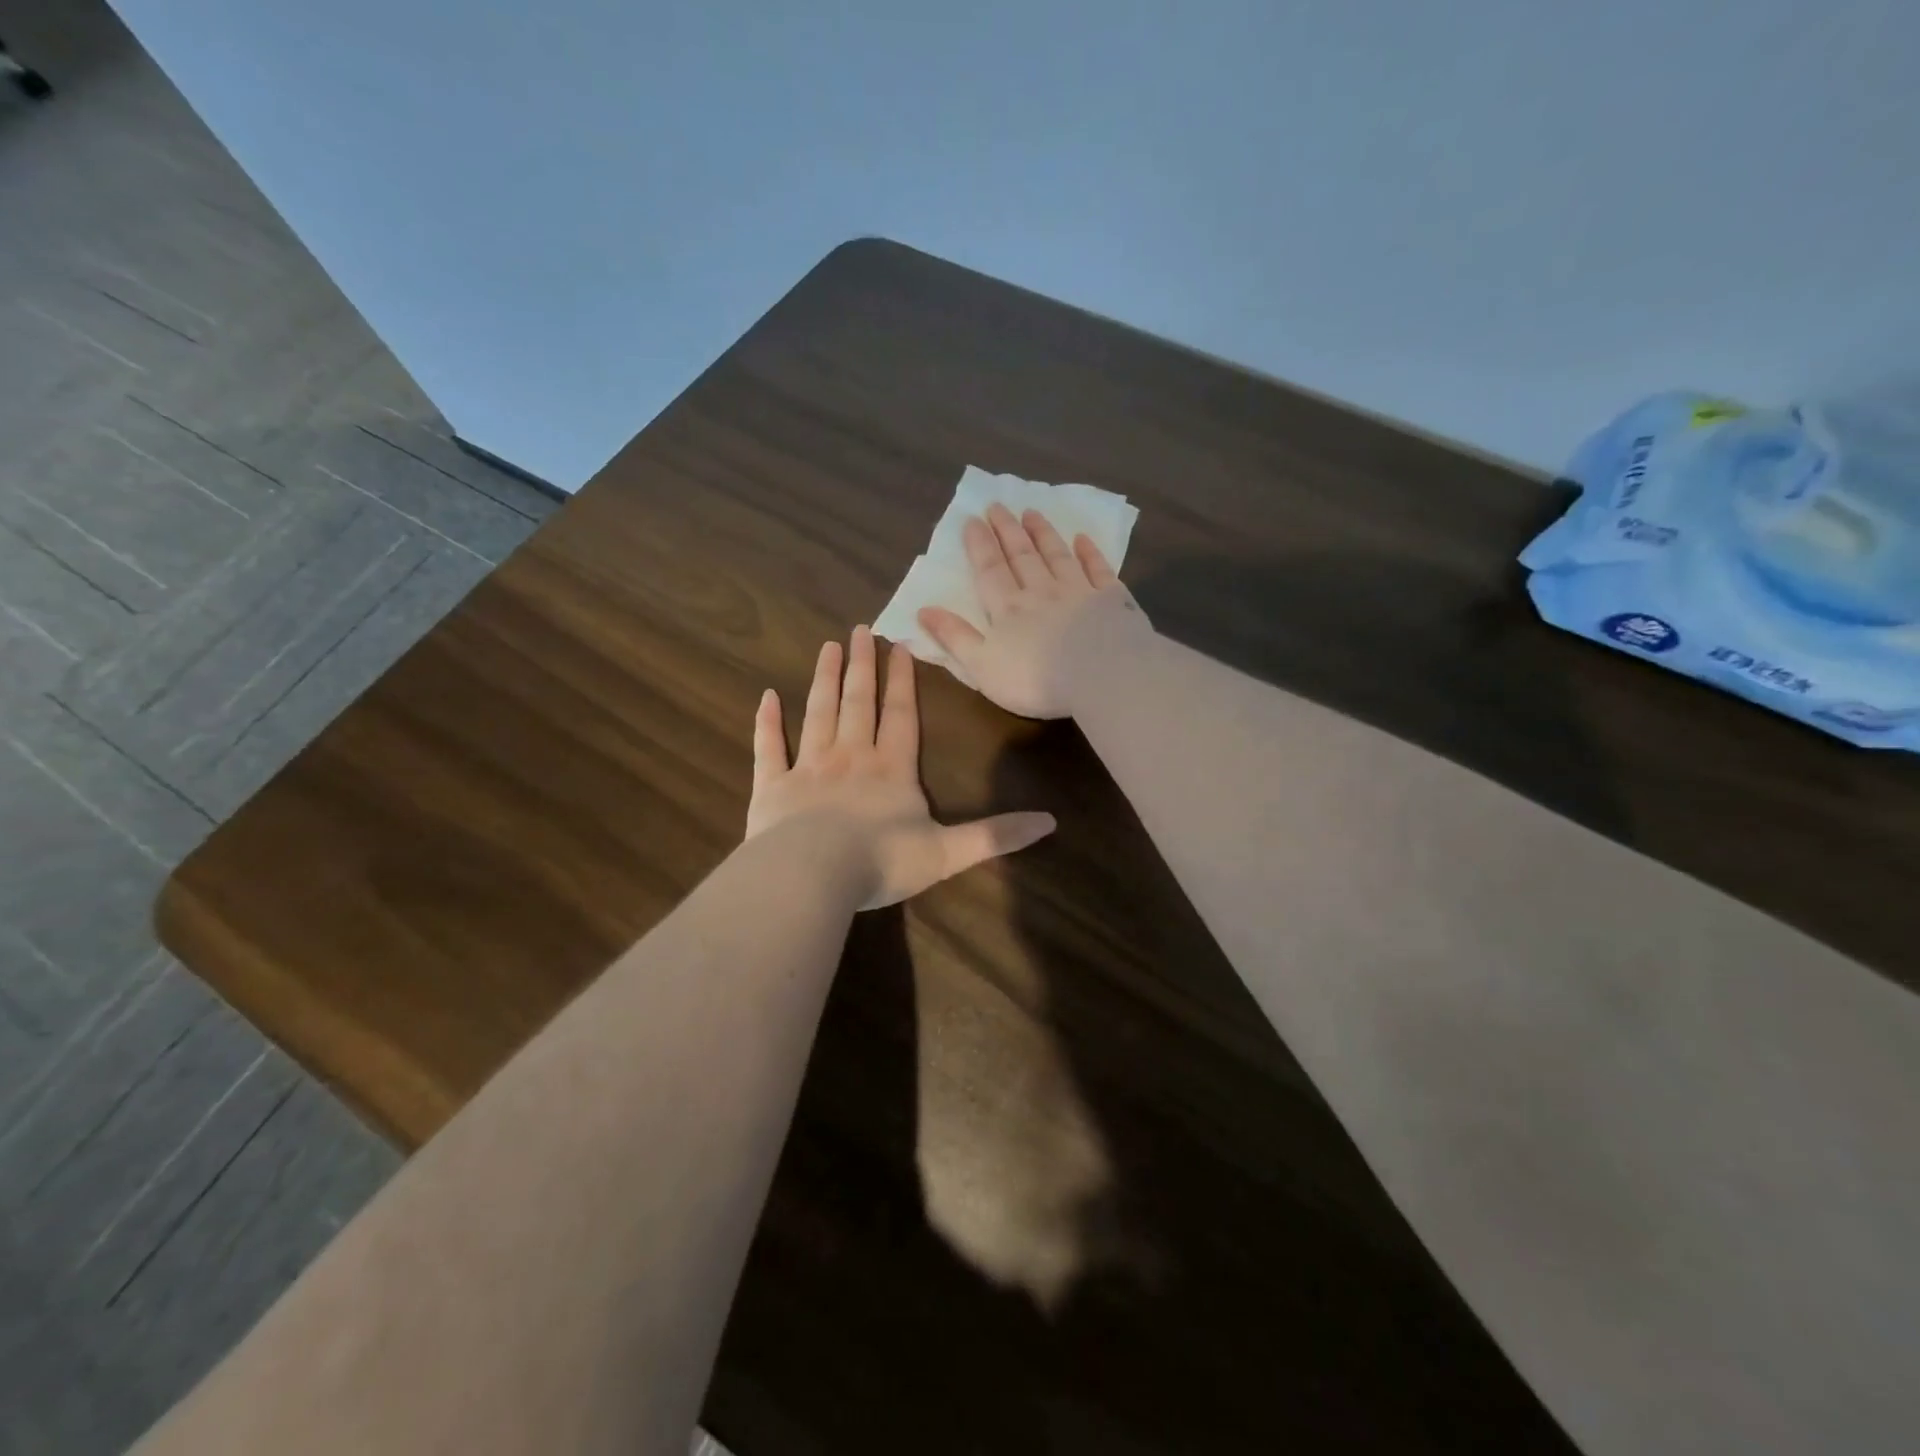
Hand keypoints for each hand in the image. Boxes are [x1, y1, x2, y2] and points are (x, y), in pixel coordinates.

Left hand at [746, 626, 1055, 907]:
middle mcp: (850, 757)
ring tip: (829, 648)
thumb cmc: (882, 862)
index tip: (899, 646)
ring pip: (818, 713)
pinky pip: (768, 748)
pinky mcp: (771, 787)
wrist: (812, 876)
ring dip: (824, 679)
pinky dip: (766, 722)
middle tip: (860, 628)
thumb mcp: (949, 853)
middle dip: (862, 666)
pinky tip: (766, 696)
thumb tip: (1050, 822)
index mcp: (892, 769)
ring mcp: (807, 768)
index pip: (900, 715)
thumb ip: (996, 835)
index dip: (902, 681)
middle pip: (858, 702)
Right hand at [916, 504, 1150, 718]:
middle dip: (1007, 530)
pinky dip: (1089, 553)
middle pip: (1022, 556)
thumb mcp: (982, 666)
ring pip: (1057, 556)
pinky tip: (1082, 539)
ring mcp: (1079, 592)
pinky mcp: (1112, 600)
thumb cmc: (1035, 679)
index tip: (972, 519)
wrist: (1101, 676)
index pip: (990, 570)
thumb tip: (923, 610)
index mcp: (1008, 609)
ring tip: (1032, 512)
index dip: (979, 545)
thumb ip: (955, 637)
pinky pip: (1098, 570)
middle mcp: (1041, 592)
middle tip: (998, 506)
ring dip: (1043, 534)